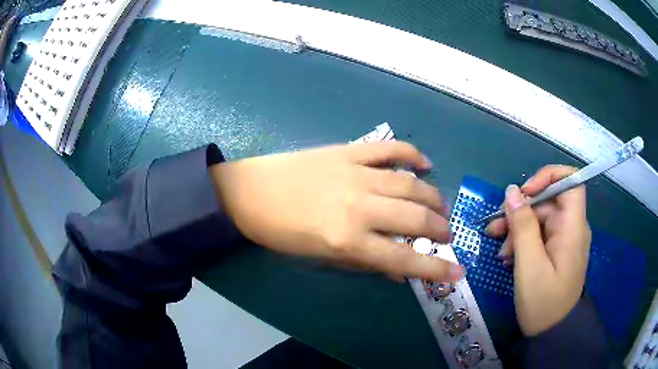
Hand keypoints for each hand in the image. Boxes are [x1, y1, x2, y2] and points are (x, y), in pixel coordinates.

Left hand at [210, 141, 463, 281]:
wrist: (250, 193)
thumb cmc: (281, 232)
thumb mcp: (321, 258)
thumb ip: (364, 263)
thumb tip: (398, 270)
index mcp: (348, 240)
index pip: (405, 259)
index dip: (436, 270)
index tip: (458, 273)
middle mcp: (359, 207)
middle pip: (415, 219)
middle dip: (439, 229)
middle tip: (446, 235)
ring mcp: (356, 174)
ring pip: (410, 184)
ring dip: (433, 197)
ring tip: (440, 207)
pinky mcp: (348, 151)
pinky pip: (389, 149)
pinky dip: (412, 154)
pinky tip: (425, 163)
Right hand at [485, 165, 590, 335]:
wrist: (552, 333)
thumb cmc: (543, 303)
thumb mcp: (529, 266)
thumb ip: (523, 227)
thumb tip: (512, 191)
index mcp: (573, 227)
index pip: (570, 180)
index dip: (548, 176)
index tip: (524, 192)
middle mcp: (572, 227)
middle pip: (549, 201)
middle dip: (521, 210)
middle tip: (495, 228)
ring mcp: (564, 239)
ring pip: (541, 218)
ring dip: (518, 228)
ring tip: (498, 248)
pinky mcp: (557, 250)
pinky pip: (540, 235)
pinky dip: (523, 240)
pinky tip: (508, 256)